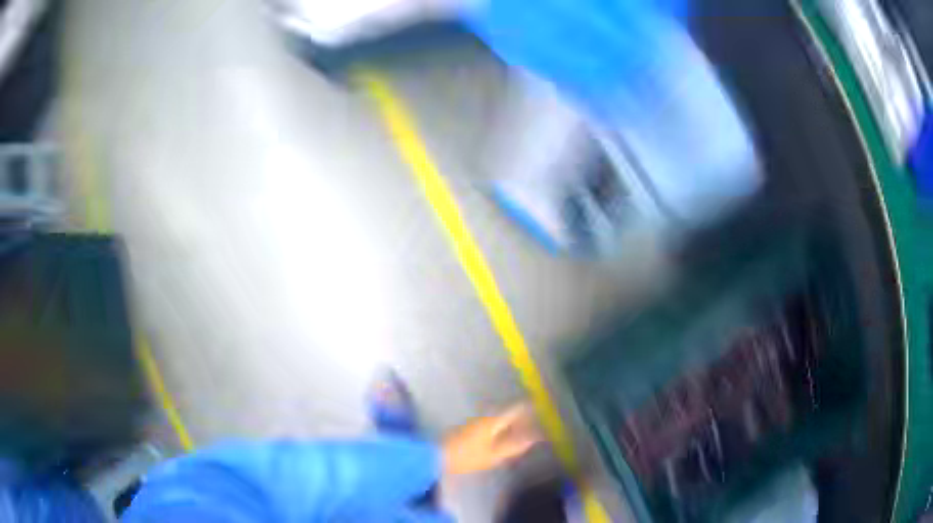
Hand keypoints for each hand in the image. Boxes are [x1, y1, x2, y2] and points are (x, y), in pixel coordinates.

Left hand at [441, 404, 541, 475]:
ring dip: (511, 424)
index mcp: (492, 422)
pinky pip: (491, 426)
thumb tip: (533, 438)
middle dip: (521, 418)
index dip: (528, 409)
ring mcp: (474, 423)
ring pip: (498, 421)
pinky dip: (501, 430)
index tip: (540, 408)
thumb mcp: (493, 455)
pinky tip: (504, 438)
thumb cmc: (467, 457)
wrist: (437, 458)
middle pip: (506, 415)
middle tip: (535, 422)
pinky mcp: (468, 431)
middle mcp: (484, 418)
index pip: (514, 411)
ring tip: (522, 431)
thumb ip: (514, 446)